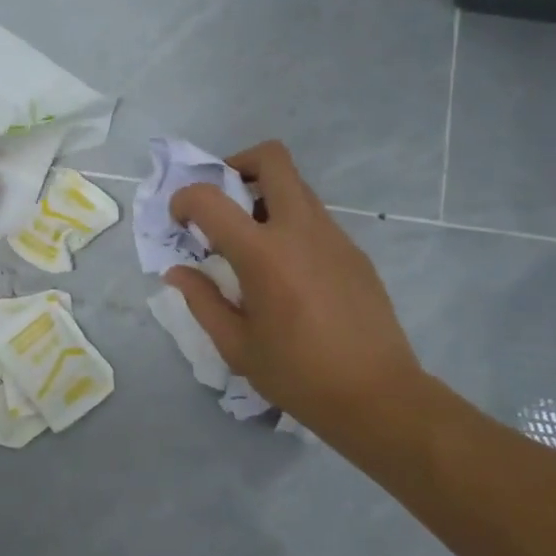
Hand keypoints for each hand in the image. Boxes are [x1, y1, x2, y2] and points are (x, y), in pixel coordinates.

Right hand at [166, 141, 425, 439]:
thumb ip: (202, 300)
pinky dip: (291, 224)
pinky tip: (288, 271)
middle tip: (224, 201)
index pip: (210, 198)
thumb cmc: (298, 375)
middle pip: (272, 159)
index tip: (180, 221)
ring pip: (297, 186)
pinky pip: (315, 218)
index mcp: (263, 253)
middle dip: (238, 164)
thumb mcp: (237, 345)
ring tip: (253, 241)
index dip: (184, 200)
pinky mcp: (354, 251)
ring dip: (267, 195)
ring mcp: (334, 236)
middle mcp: (300, 229)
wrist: (378, 396)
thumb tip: (177, 272)